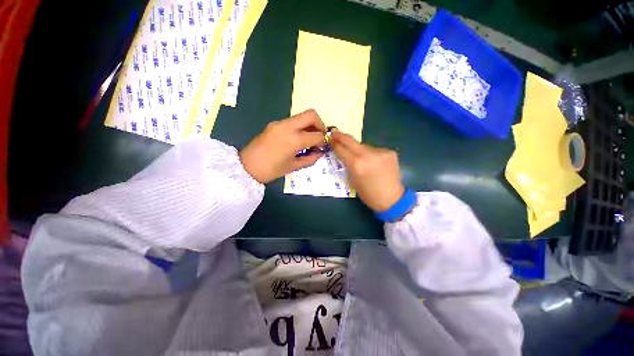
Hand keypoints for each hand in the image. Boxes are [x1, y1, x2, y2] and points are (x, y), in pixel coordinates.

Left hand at [240, 109, 326, 183]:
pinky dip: (299, 128)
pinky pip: (292, 122)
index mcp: (294, 139)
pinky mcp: (274, 124)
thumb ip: (310, 159)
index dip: (323, 140)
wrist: (246, 167)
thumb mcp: (294, 166)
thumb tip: (320, 153)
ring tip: (308, 139)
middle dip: (320, 124)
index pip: (317, 134)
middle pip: (311, 114)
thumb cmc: (271, 170)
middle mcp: (288, 126)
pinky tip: (296, 139)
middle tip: (319, 136)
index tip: (322, 147)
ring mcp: (279, 123)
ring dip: (309, 125)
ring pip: (301, 116)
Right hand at [331, 130, 404, 211]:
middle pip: (351, 140)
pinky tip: (373, 161)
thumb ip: (348, 165)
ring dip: (358, 149)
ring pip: (363, 146)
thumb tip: (345, 154)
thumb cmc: (368, 194)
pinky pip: (374, 150)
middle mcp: (368, 155)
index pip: (341, 149)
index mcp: (357, 165)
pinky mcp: (390, 152)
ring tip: (359, 157)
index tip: (330, 138)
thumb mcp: (352, 180)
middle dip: (341, 136)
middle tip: (335, 132)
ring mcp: (380, 152)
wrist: (391, 198)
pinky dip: (370, 154)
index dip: (335, 143)